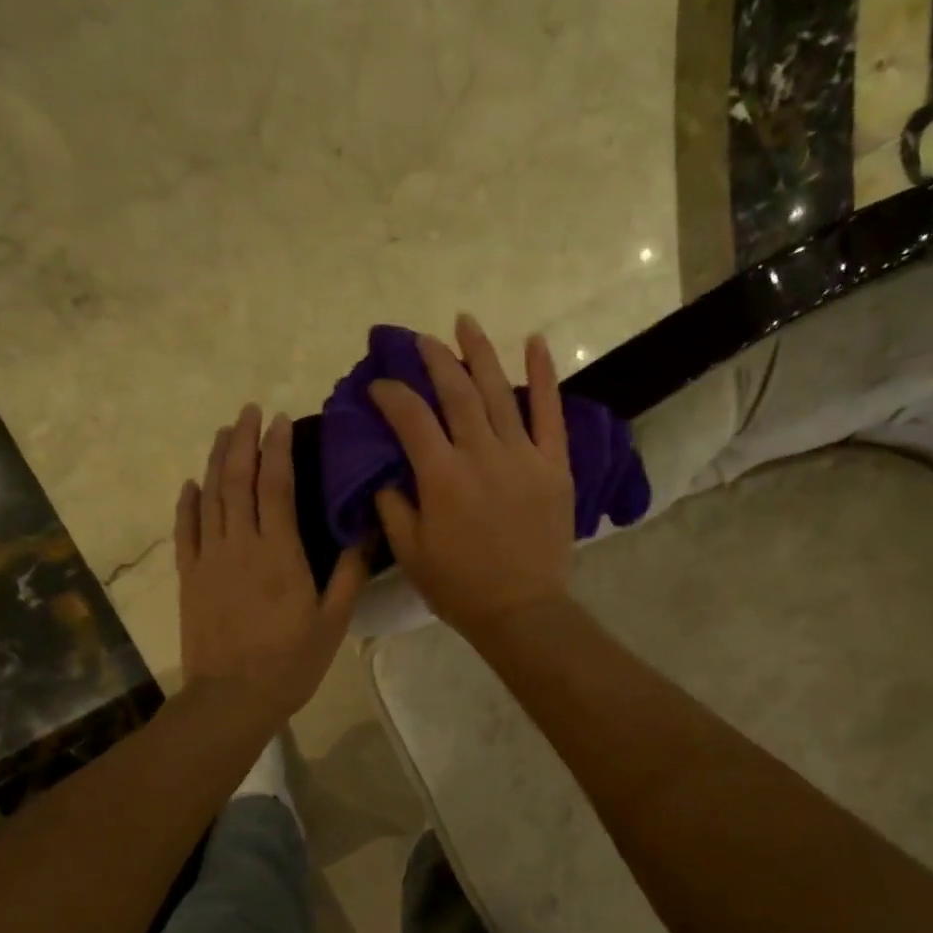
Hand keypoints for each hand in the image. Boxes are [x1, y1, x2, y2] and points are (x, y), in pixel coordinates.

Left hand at [177, 405, 367, 718]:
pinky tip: (191, 483)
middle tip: (249, 410)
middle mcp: (240, 544)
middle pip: (237, 480)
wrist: (231, 698)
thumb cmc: (290, 662)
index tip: (280, 419)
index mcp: (279, 552)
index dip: (278, 448)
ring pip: (210, 497)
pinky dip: (187, 502)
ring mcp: (208, 558)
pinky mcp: (188, 576)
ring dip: (216, 460)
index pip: (276, 486)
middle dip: (243, 440)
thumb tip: (365, 531)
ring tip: (224, 431)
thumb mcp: (333, 621)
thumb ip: (348, 573)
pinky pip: (185, 530)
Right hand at [369, 314, 574, 637]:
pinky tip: (535, 341)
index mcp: (441, 477)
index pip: (410, 418)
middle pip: (456, 392)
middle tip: (421, 341)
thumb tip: (386, 472)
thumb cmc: (459, 586)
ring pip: (498, 392)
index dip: (391, 394)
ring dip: (480, 353)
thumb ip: (393, 506)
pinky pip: (550, 413)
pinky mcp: (553, 465)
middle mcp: (481, 454)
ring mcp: (522, 456)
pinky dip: (543, 375)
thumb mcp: (410, 552)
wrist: (521, 610)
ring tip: (465, 323)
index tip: (379, 386)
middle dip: (435, 360)